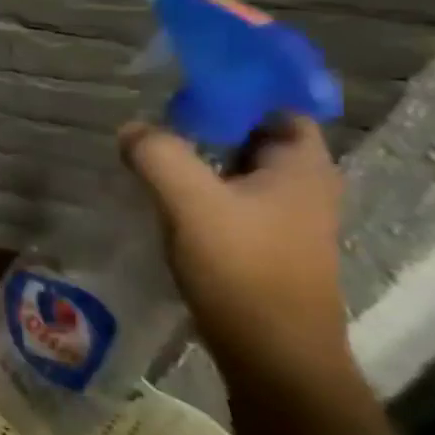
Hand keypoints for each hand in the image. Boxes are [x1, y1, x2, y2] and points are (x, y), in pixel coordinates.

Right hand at [120, 116, 352, 385]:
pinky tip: (159, 193)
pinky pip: (226, 197)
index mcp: (303, 168)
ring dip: (197, 156)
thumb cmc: (242, 268)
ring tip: (147, 149)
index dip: (238, 89)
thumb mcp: (190, 202)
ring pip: (236, 168)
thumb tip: (132, 130)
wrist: (271, 353)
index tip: (185, 82)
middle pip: (253, 136)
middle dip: (207, 121)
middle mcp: (302, 188)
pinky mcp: (261, 245)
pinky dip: (196, 186)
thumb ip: (157, 154)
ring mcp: (284, 219)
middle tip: (155, 113)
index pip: (277, 106)